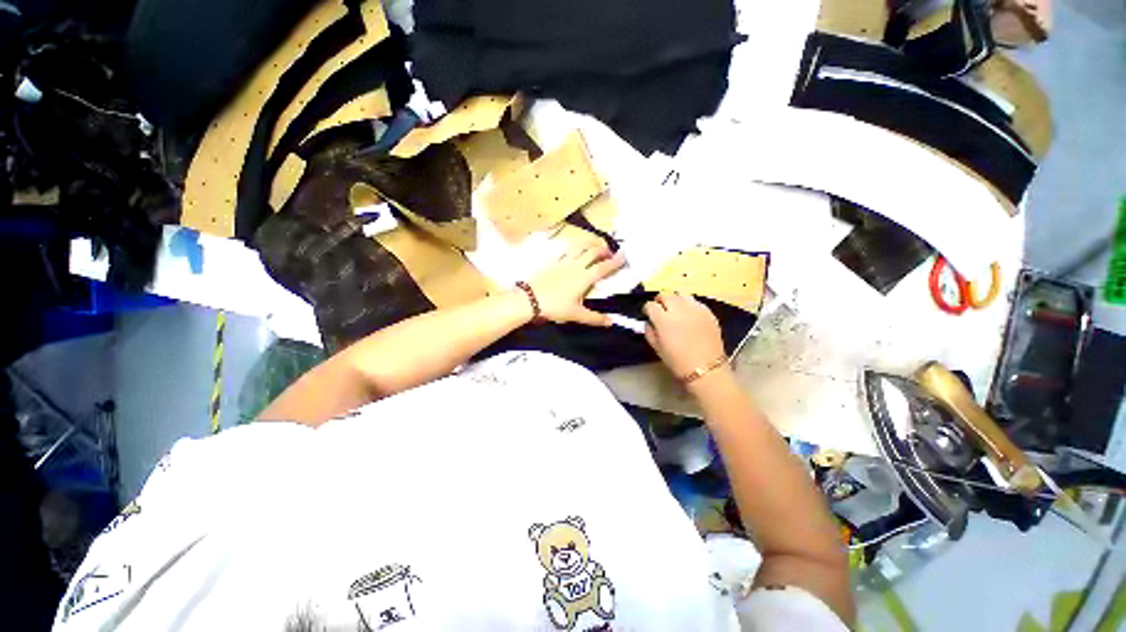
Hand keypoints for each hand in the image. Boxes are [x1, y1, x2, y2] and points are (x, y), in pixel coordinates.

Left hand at [529, 243, 625, 325]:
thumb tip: (611, 322)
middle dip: (603, 249)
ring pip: (579, 247)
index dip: (615, 262)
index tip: (624, 256)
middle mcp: (576, 266)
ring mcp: (563, 261)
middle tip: (610, 251)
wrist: (530, 298)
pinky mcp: (552, 261)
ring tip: (594, 245)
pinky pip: (566, 249)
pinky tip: (573, 248)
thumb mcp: (576, 315)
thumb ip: (594, 318)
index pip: (603, 267)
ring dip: (589, 244)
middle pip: (592, 252)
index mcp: (584, 277)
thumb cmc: (555, 306)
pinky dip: (573, 246)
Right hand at [644, 293, 726, 379]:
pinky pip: (695, 302)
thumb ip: (650, 332)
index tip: (648, 314)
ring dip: (675, 300)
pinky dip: (689, 304)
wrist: (706, 369)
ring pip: (681, 294)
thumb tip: (649, 323)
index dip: (647, 309)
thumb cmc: (678, 362)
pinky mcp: (708, 312)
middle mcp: (679, 309)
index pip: (650, 305)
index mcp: (663, 319)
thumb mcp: (657, 348)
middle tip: (660, 309)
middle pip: (666, 295)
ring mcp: (695, 309)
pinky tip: (689, 314)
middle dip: (660, 301)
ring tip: (675, 309)